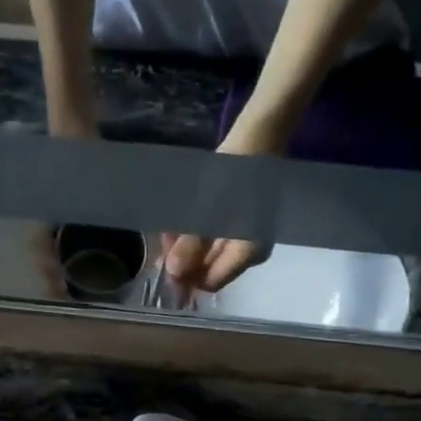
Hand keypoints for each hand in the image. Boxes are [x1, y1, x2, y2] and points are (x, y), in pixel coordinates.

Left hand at [157, 112, 291, 293]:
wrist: (257, 138)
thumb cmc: (235, 174)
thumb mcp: (209, 210)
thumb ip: (192, 244)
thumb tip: (175, 273)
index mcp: (248, 253)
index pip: (210, 282)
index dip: (186, 277)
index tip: (164, 263)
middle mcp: (248, 254)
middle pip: (208, 270)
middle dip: (183, 259)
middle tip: (163, 242)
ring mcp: (244, 240)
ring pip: (207, 255)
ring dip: (185, 246)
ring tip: (167, 229)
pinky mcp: (238, 226)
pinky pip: (212, 240)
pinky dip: (194, 235)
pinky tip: (177, 224)